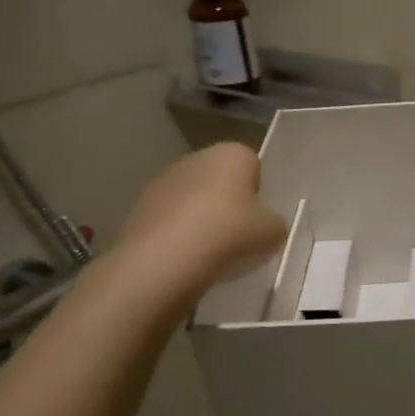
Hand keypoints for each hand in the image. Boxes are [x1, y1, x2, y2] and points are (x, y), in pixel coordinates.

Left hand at [103, 143, 286, 315]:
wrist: (165, 261)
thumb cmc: (230, 235)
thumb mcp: (274, 232)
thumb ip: (274, 222)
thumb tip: (265, 224)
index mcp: (232, 154)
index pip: (252, 165)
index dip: (258, 192)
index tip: (258, 218)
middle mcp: (196, 158)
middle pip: (220, 179)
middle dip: (228, 202)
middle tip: (237, 235)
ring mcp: (163, 180)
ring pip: (193, 198)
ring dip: (201, 217)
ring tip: (210, 251)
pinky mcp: (140, 206)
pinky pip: (170, 218)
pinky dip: (178, 233)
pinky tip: (185, 257)